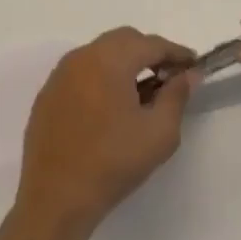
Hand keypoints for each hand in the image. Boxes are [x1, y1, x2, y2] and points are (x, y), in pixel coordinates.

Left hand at [16, 28, 196, 235]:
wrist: (55, 199)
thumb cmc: (113, 163)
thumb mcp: (159, 133)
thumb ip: (177, 96)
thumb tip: (188, 74)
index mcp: (109, 60)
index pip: (151, 44)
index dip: (176, 53)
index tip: (193, 66)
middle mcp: (82, 57)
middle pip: (123, 40)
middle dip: (149, 53)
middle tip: (168, 77)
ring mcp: (60, 75)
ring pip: (100, 53)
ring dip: (124, 63)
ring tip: (141, 92)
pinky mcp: (47, 95)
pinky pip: (81, 72)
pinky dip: (101, 77)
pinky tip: (110, 106)